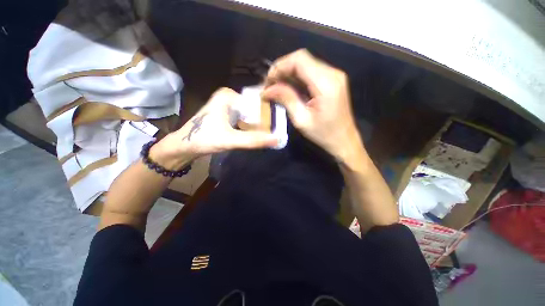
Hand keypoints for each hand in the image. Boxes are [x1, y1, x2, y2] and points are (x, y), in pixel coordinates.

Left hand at [150, 88, 278, 169]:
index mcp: (229, 96)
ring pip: (250, 114)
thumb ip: (253, 140)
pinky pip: (245, 119)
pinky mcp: (227, 114)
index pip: (256, 102)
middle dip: (264, 121)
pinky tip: (257, 134)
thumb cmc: (204, 139)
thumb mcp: (231, 140)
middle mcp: (229, 97)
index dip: (268, 115)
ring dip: (258, 125)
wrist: (185, 146)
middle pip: (254, 108)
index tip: (277, 128)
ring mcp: (228, 106)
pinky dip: (251, 127)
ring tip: (269, 134)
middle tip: (274, 133)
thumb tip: (277, 140)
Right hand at [261, 49, 362, 161]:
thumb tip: (267, 89)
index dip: (280, 66)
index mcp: (326, 84)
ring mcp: (334, 75)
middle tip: (270, 86)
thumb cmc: (323, 134)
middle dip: (282, 70)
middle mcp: (332, 73)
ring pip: (306, 64)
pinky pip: (311, 72)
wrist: (344, 140)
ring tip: (276, 88)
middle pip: (302, 59)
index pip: (299, 60)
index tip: (268, 81)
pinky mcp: (333, 80)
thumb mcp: (301, 120)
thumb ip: (286, 99)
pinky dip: (297, 78)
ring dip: (289, 74)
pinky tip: (289, 88)